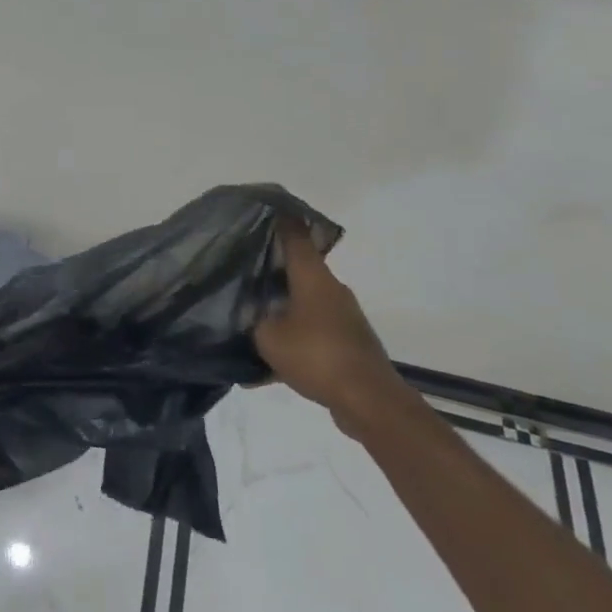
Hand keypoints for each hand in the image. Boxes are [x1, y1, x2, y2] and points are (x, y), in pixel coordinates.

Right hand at [253, 223, 404, 431]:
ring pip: (303, 306)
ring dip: (280, 312)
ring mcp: (343, 319)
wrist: (370, 402)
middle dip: (272, 271)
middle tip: (241, 273)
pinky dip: (291, 345)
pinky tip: (264, 372)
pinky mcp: (348, 346)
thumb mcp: (269, 336)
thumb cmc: (317, 356)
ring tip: (250, 325)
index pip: (296, 237)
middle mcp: (331, 291)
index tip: (266, 210)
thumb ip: (254, 320)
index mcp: (313, 278)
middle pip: (298, 271)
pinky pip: (311, 337)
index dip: (281, 222)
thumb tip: (253, 315)